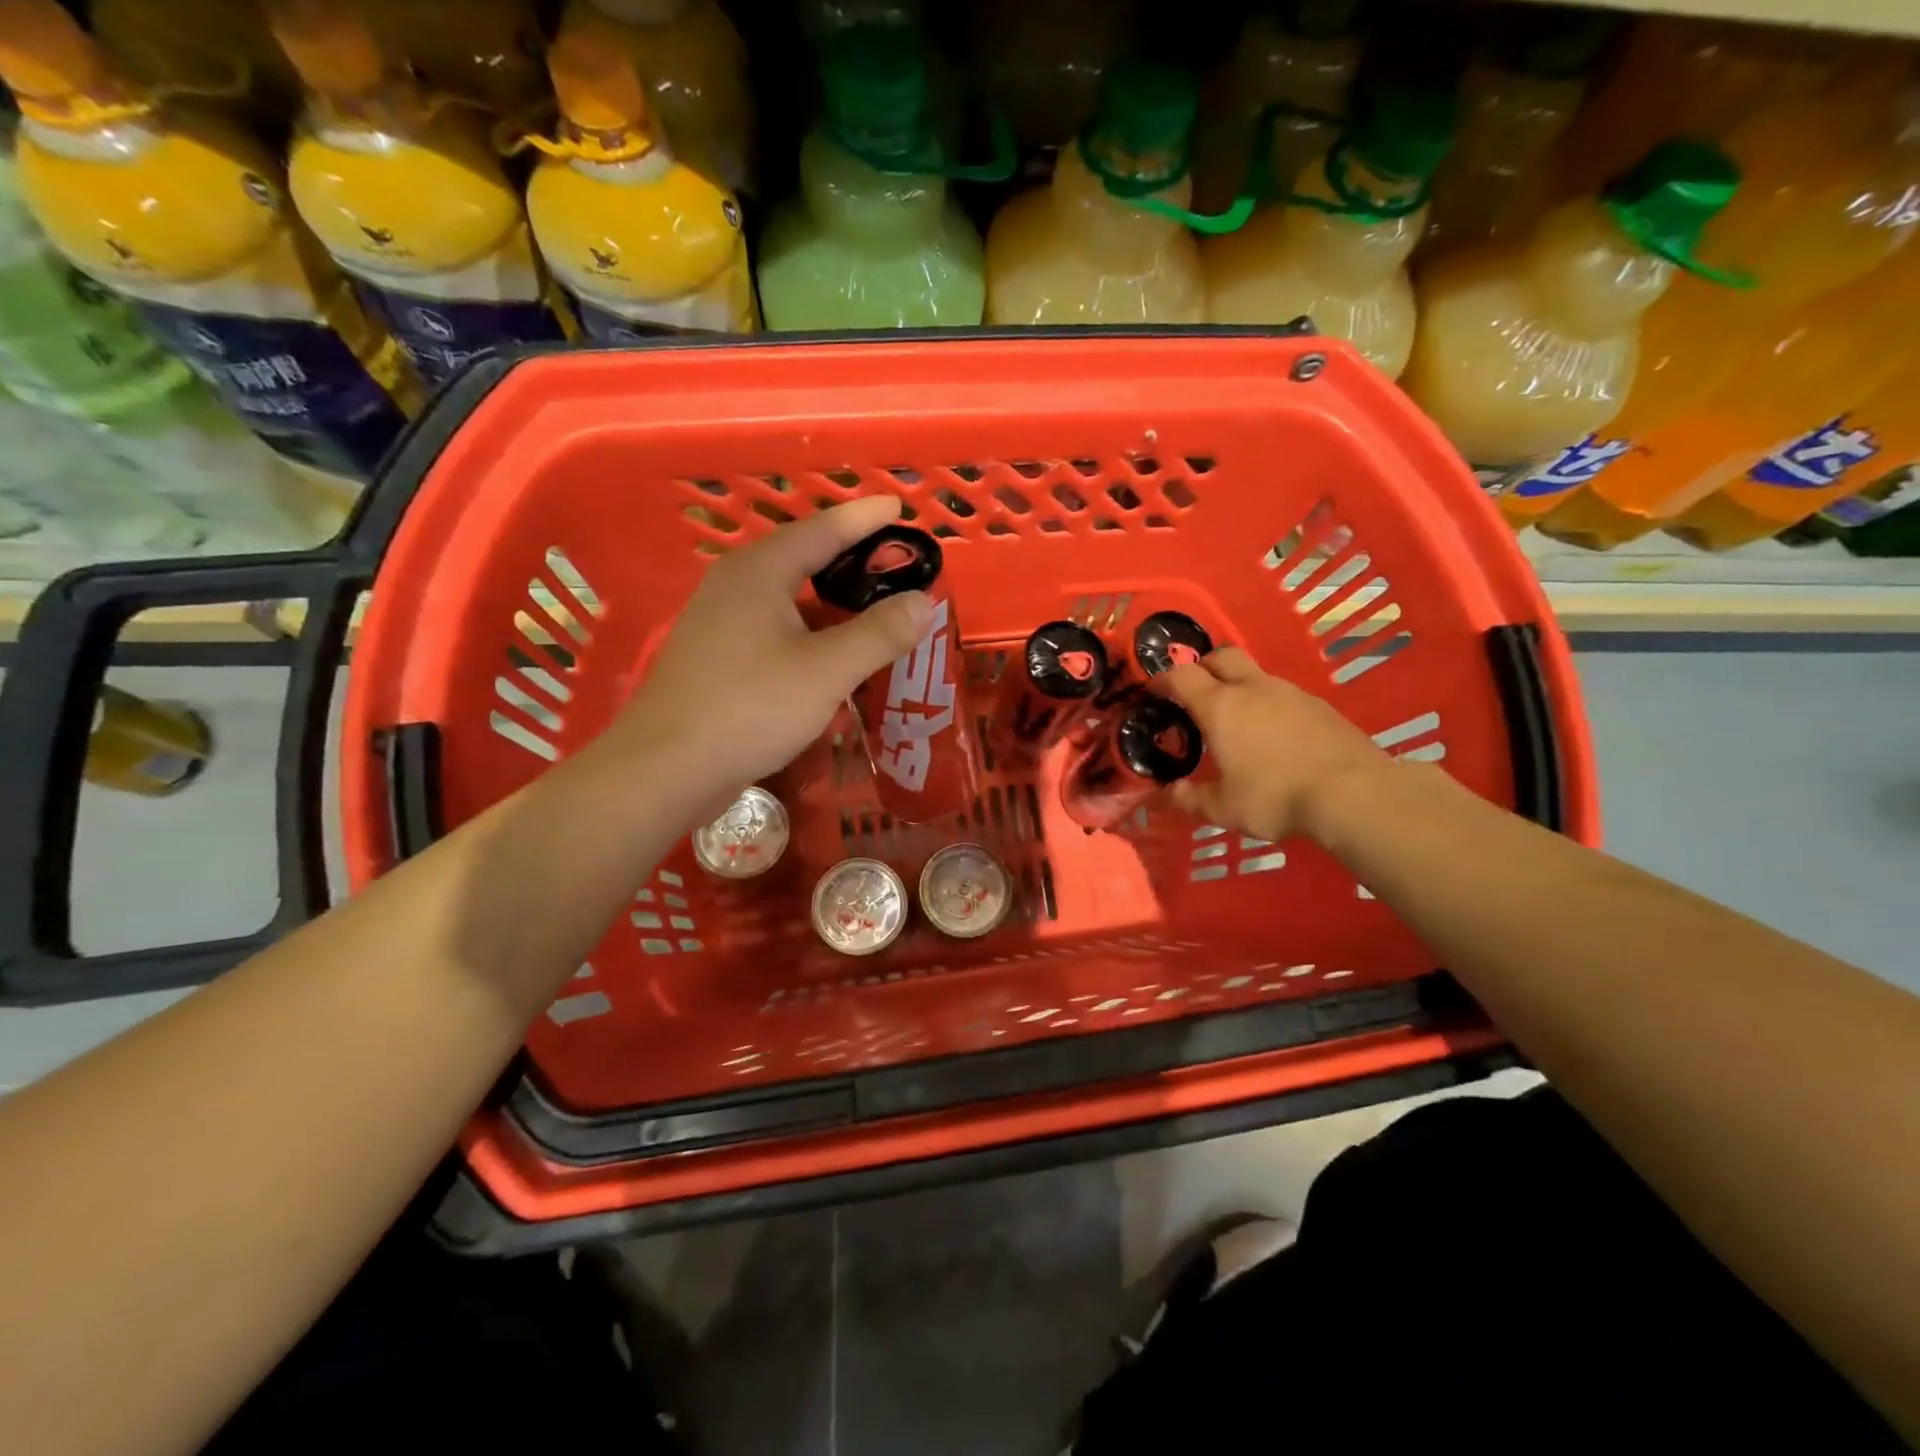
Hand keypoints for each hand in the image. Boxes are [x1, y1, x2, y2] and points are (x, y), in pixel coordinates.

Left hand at [604, 496, 933, 804]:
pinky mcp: (716, 655)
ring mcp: (720, 620)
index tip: (899, 506)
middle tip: (895, 562)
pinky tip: (829, 654)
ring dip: (830, 599)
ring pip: (787, 596)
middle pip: (802, 556)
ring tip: (871, 606)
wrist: (667, 768)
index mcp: (760, 571)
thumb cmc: (750, 708)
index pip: (823, 528)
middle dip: (850, 557)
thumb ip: (879, 633)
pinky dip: (809, 630)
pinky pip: (774, 626)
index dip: (865, 518)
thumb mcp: (827, 671)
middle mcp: (735, 583)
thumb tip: (923, 601)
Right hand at [1155, 647, 1392, 843]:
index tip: (1154, 692)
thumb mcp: (1222, 808)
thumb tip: (1168, 792)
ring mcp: (1290, 693)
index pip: (1181, 676)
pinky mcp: (1319, 705)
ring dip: (1238, 686)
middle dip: (1202, 667)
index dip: (1163, 680)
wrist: (1354, 794)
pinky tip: (1274, 734)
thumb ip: (1189, 798)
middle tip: (1194, 692)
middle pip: (1221, 656)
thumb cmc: (1275, 797)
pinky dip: (1268, 704)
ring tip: (1235, 718)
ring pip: (1255, 674)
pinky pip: (1283, 694)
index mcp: (1220, 707)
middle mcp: (1253, 689)